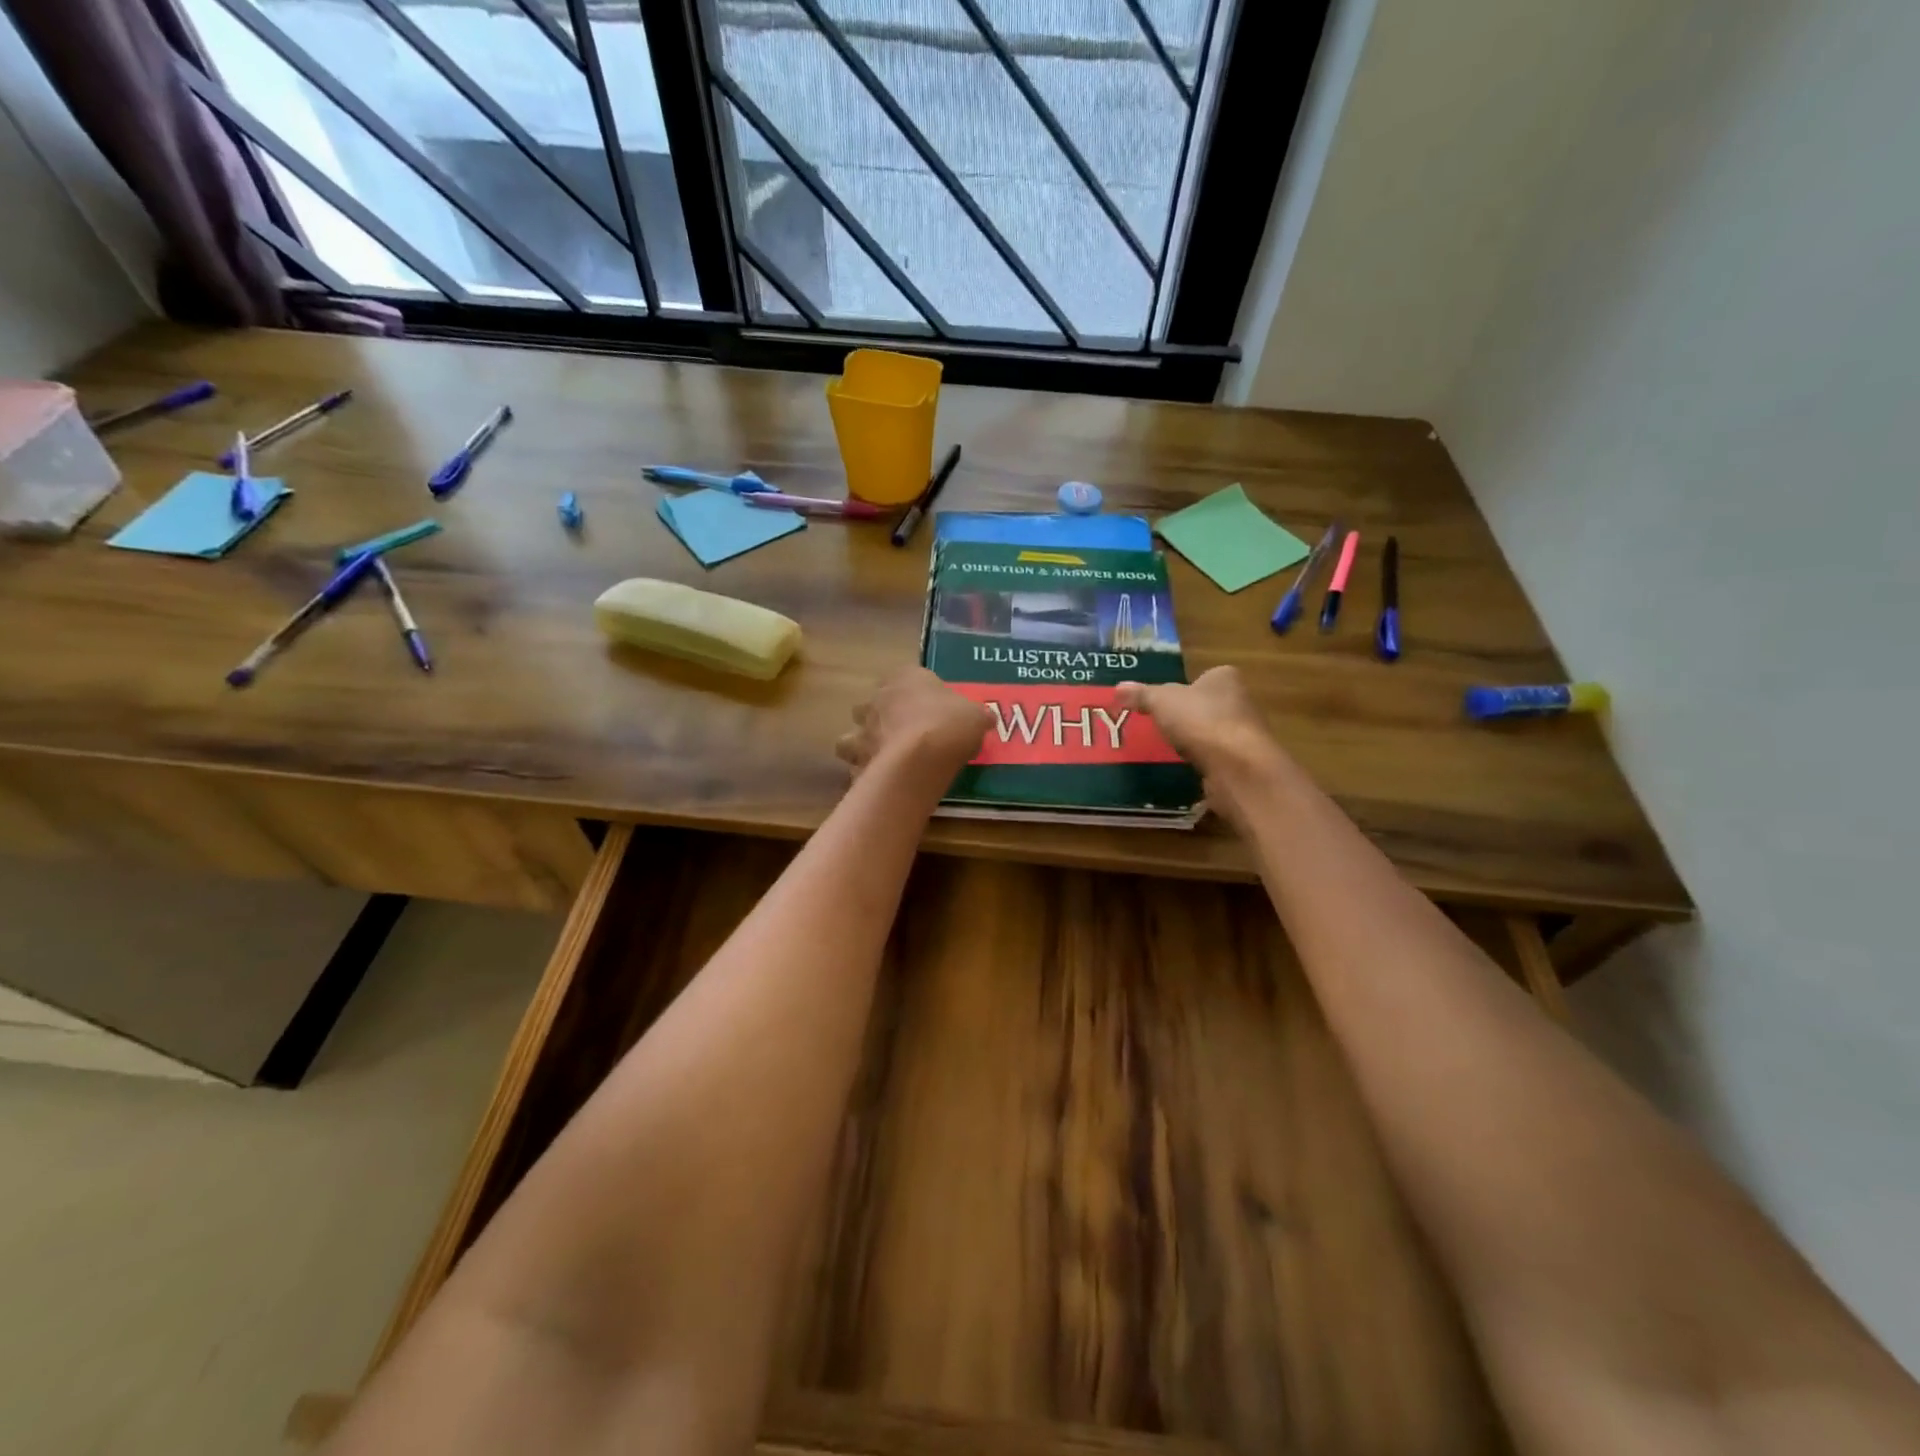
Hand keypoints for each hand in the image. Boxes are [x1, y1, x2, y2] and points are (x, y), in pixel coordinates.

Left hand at [837, 667, 989, 781]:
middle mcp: (877, 700)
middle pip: (873, 704)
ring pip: (852, 735)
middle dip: (882, 716)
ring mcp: (863, 731)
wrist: (920, 759)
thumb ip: (977, 714)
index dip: (916, 691)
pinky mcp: (856, 761)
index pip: (905, 676)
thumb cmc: (949, 724)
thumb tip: (986, 718)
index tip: (929, 706)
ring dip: (863, 744)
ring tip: (883, 759)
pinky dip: (864, 773)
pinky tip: (880, 781)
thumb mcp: (976, 715)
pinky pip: (856, 766)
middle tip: (903, 733)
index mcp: (905, 678)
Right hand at [1116, 667, 1284, 783]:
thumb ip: (1141, 695)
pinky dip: (1203, 765)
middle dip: (1189, 717)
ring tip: (1171, 751)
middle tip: (1162, 727)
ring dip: (1197, 743)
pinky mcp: (1244, 764)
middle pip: (1209, 706)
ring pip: (1214, 734)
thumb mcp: (1161, 701)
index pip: (1205, 677)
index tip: (1164, 703)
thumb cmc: (1200, 721)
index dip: (1185, 688)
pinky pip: (1217, 761)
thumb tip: (1118, 688)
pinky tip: (1187, 771)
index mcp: (1225, 678)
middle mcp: (1241, 702)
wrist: (1237, 767)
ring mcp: (1245, 735)